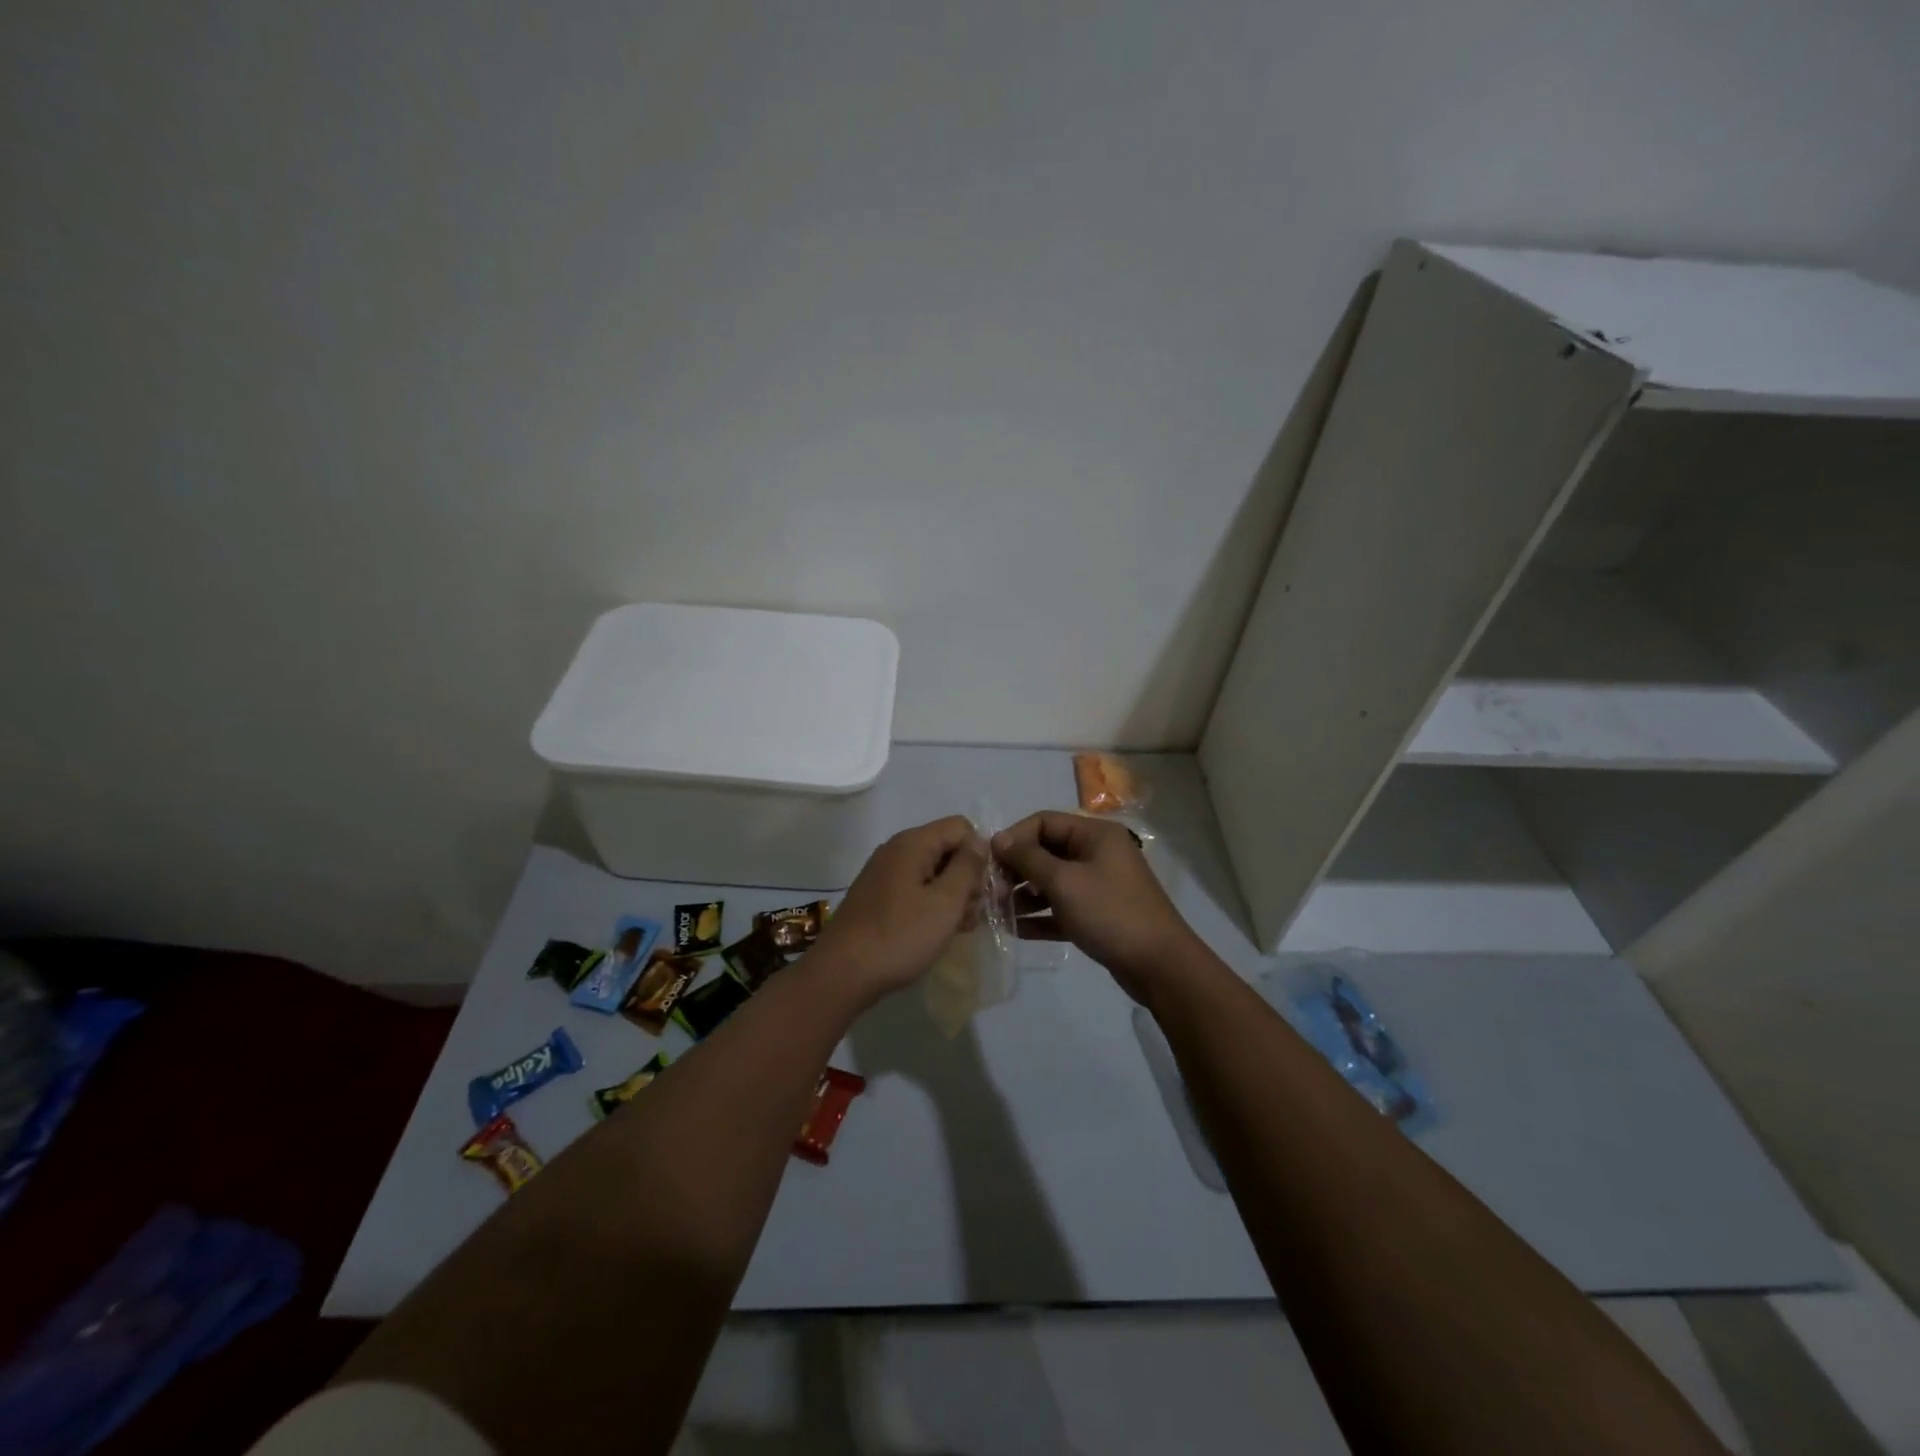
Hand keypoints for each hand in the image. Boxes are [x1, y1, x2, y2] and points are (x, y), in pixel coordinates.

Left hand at [808, 816, 986, 1008]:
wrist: (843, 973)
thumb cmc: (900, 936)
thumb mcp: (945, 902)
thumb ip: (967, 867)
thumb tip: (980, 841)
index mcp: (913, 843)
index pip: (961, 827)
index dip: (979, 855)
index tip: (983, 889)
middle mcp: (897, 850)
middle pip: (947, 849)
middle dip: (967, 879)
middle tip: (972, 915)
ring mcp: (885, 874)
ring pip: (933, 873)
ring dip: (952, 897)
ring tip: (958, 929)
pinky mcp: (879, 897)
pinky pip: (916, 890)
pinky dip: (932, 905)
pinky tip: (937, 932)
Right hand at [992, 811, 1198, 1003]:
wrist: (1160, 965)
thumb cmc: (1110, 912)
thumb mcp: (1064, 882)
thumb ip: (1028, 859)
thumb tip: (998, 839)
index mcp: (1094, 834)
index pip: (1043, 822)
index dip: (1014, 838)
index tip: (989, 863)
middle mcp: (1097, 853)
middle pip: (1046, 851)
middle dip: (1016, 870)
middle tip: (992, 892)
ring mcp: (1098, 885)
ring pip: (1051, 882)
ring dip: (1024, 895)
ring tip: (998, 913)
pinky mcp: (1097, 914)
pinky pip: (1061, 908)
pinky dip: (1040, 916)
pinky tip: (1015, 930)